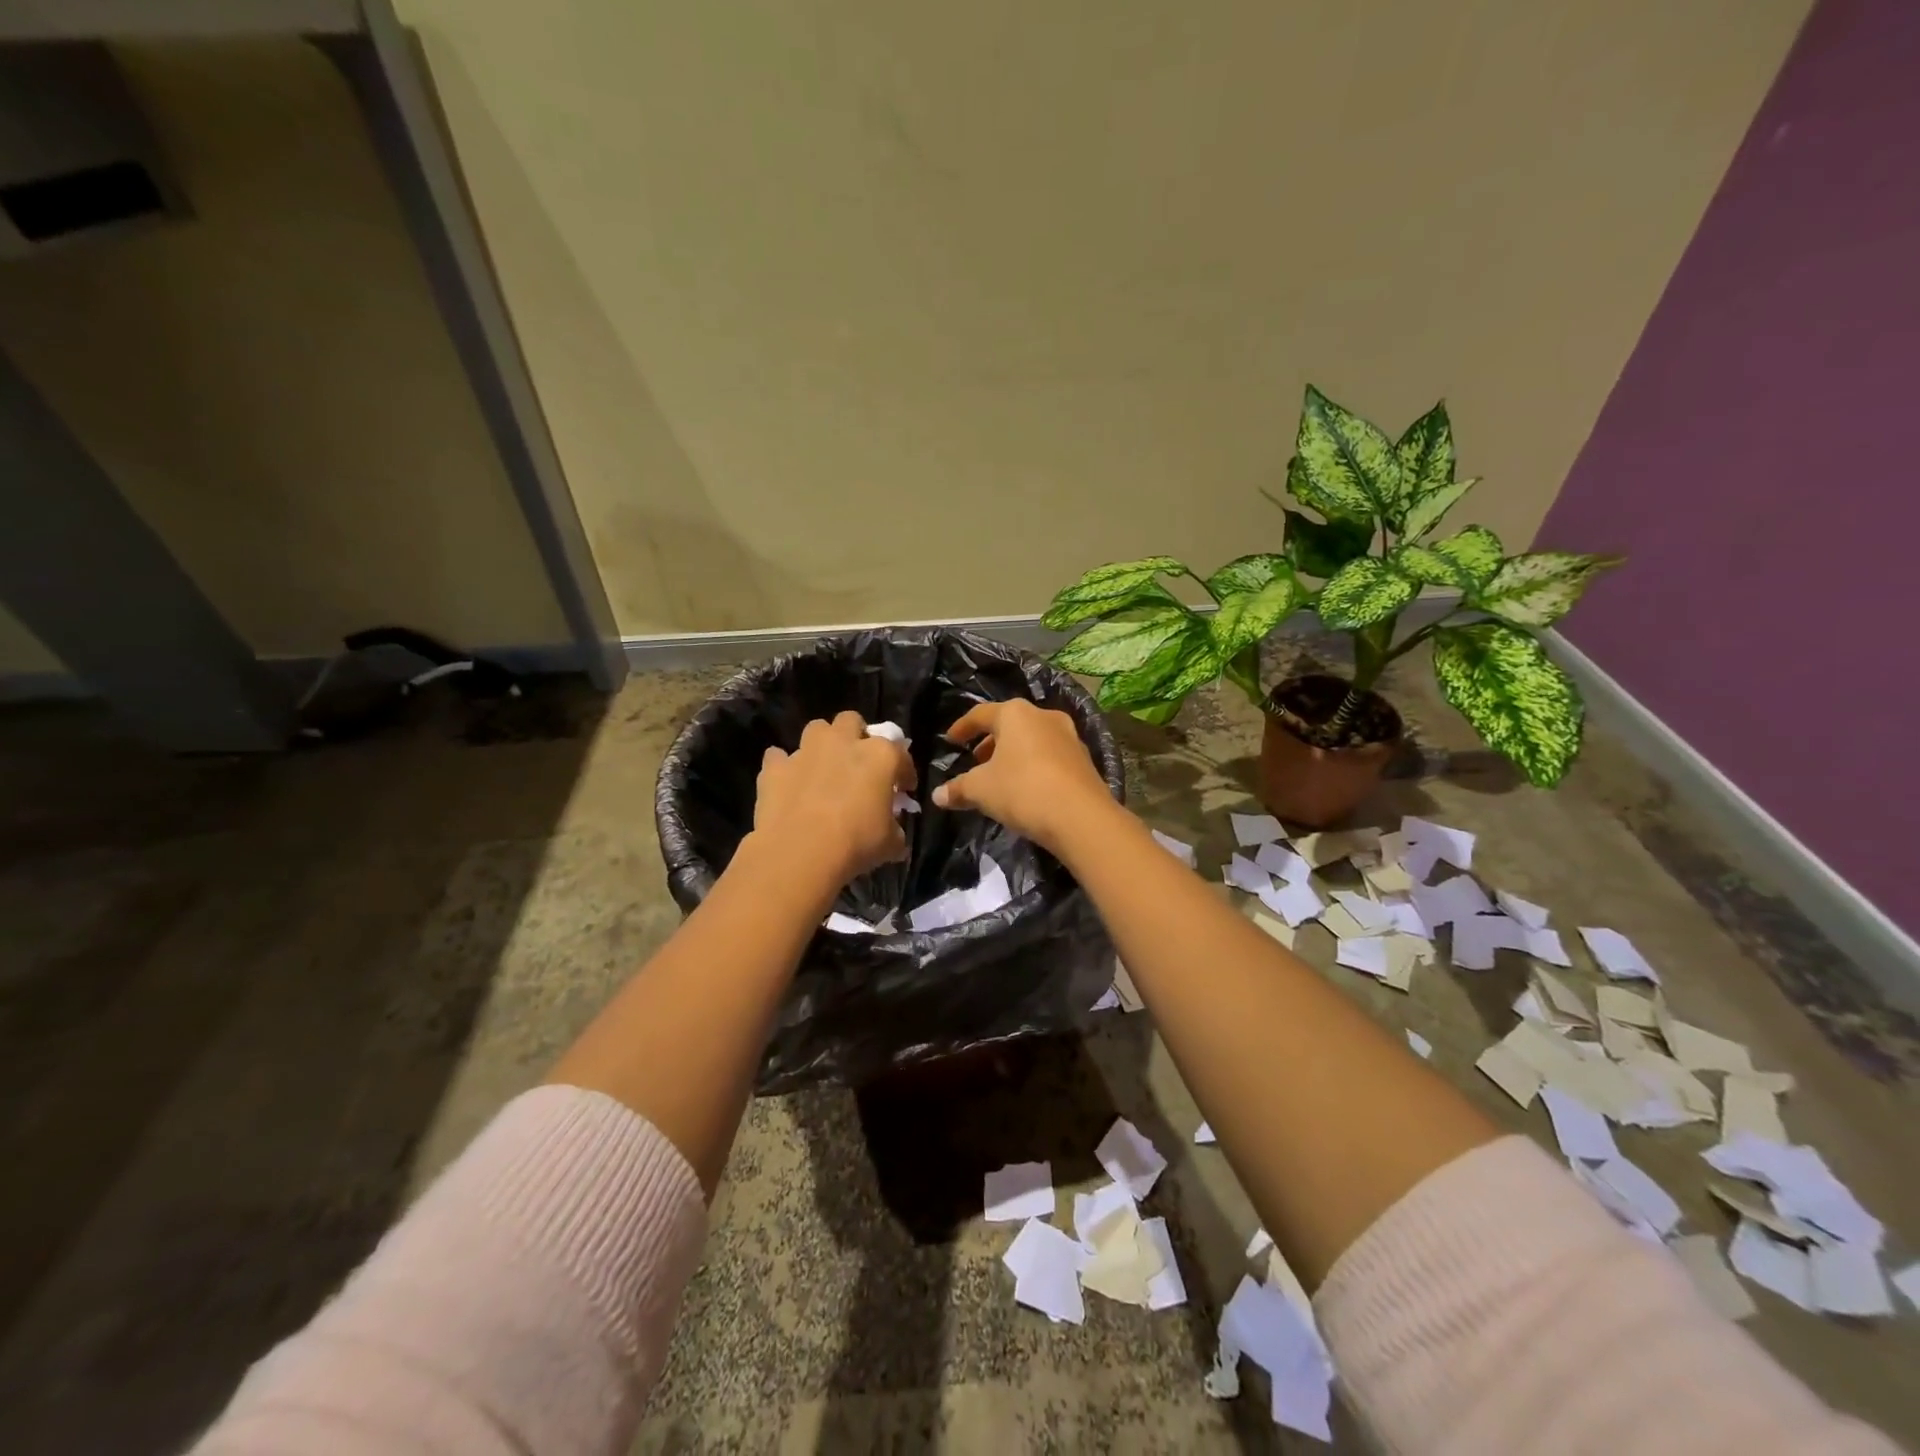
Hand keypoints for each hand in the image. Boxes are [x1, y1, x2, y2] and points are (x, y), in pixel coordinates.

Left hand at [752, 711, 914, 886]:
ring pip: (816, 730)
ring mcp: (806, 751)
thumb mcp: (890, 843)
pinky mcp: (776, 768)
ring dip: (822, 745)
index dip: (905, 772)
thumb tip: (893, 833)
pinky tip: (789, 783)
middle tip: (859, 764)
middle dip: (857, 737)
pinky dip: (785, 768)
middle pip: (851, 722)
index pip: (900, 755)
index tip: (904, 789)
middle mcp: (842, 743)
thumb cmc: (856, 843)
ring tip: (824, 768)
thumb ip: (895, 830)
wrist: (800, 853)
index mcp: (879, 756)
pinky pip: (779, 758)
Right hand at [932, 700, 1113, 851]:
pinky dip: (1033, 765)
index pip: (980, 714)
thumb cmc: (1023, 790)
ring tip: (999, 776)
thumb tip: (937, 795)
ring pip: (1032, 739)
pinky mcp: (1084, 759)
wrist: (1081, 818)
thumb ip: (958, 789)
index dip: (962, 727)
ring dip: (1013, 754)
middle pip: (1009, 724)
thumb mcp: (981, 790)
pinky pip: (1050, 756)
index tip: (951, 740)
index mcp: (1015, 714)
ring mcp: (1069, 736)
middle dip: (990, 742)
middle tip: (976, 761)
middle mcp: (1044, 716)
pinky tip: (1026, 787)